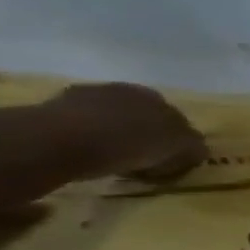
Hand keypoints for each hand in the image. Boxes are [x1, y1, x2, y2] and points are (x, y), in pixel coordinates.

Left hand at [45, 83, 206, 180]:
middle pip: (142, 115)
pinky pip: (79, 125)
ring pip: (110, 118)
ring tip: (112, 158)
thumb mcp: (182, 150)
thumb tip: (197, 150)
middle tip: (144, 158)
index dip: (177, 139)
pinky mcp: (53, 108)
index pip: (176, 118)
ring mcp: (86, 97)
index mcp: (158, 98)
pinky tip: (85, 153)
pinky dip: (85, 137)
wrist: (63, 139)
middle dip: (145, 132)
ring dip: (114, 133)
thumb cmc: (132, 144)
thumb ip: (194, 147)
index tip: (171, 158)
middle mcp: (125, 91)